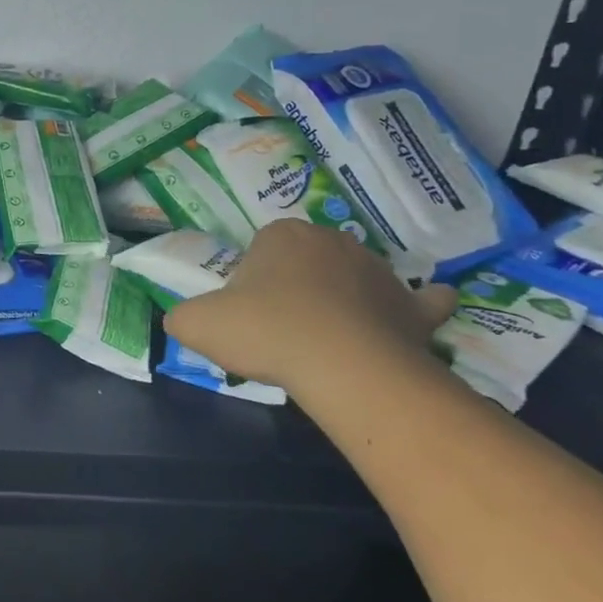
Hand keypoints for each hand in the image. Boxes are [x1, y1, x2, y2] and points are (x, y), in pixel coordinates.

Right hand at [163, 219, 456, 393]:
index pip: (262, 249)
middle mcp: (332, 241)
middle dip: (297, 286)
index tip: (248, 313)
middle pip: (308, 260)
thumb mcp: (197, 324)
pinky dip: (415, 308)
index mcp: (282, 235)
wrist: (342, 366)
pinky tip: (408, 319)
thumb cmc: (266, 332)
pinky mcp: (412, 307)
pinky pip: (420, 301)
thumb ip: (182, 316)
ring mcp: (379, 271)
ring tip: (327, 342)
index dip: (252, 281)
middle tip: (281, 329)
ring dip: (344, 299)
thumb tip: (182, 320)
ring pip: (355, 279)